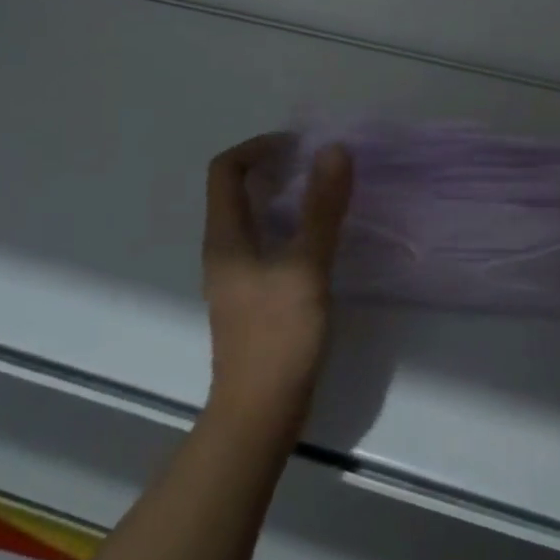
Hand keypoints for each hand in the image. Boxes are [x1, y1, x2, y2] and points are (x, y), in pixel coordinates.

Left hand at [202, 134, 353, 431]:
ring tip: (327, 194)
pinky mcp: (254, 295)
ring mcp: (238, 274)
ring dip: (286, 196)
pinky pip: (268, 242)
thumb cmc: (278, 335)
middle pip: (238, 190)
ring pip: (256, 217)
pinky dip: (292, 226)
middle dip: (277, 168)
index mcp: (226, 236)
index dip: (259, 147)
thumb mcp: (306, 266)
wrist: (260, 412)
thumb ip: (322, 208)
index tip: (301, 147)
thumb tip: (334, 150)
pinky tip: (322, 238)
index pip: (226, 170)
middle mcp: (225, 249)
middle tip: (320, 166)